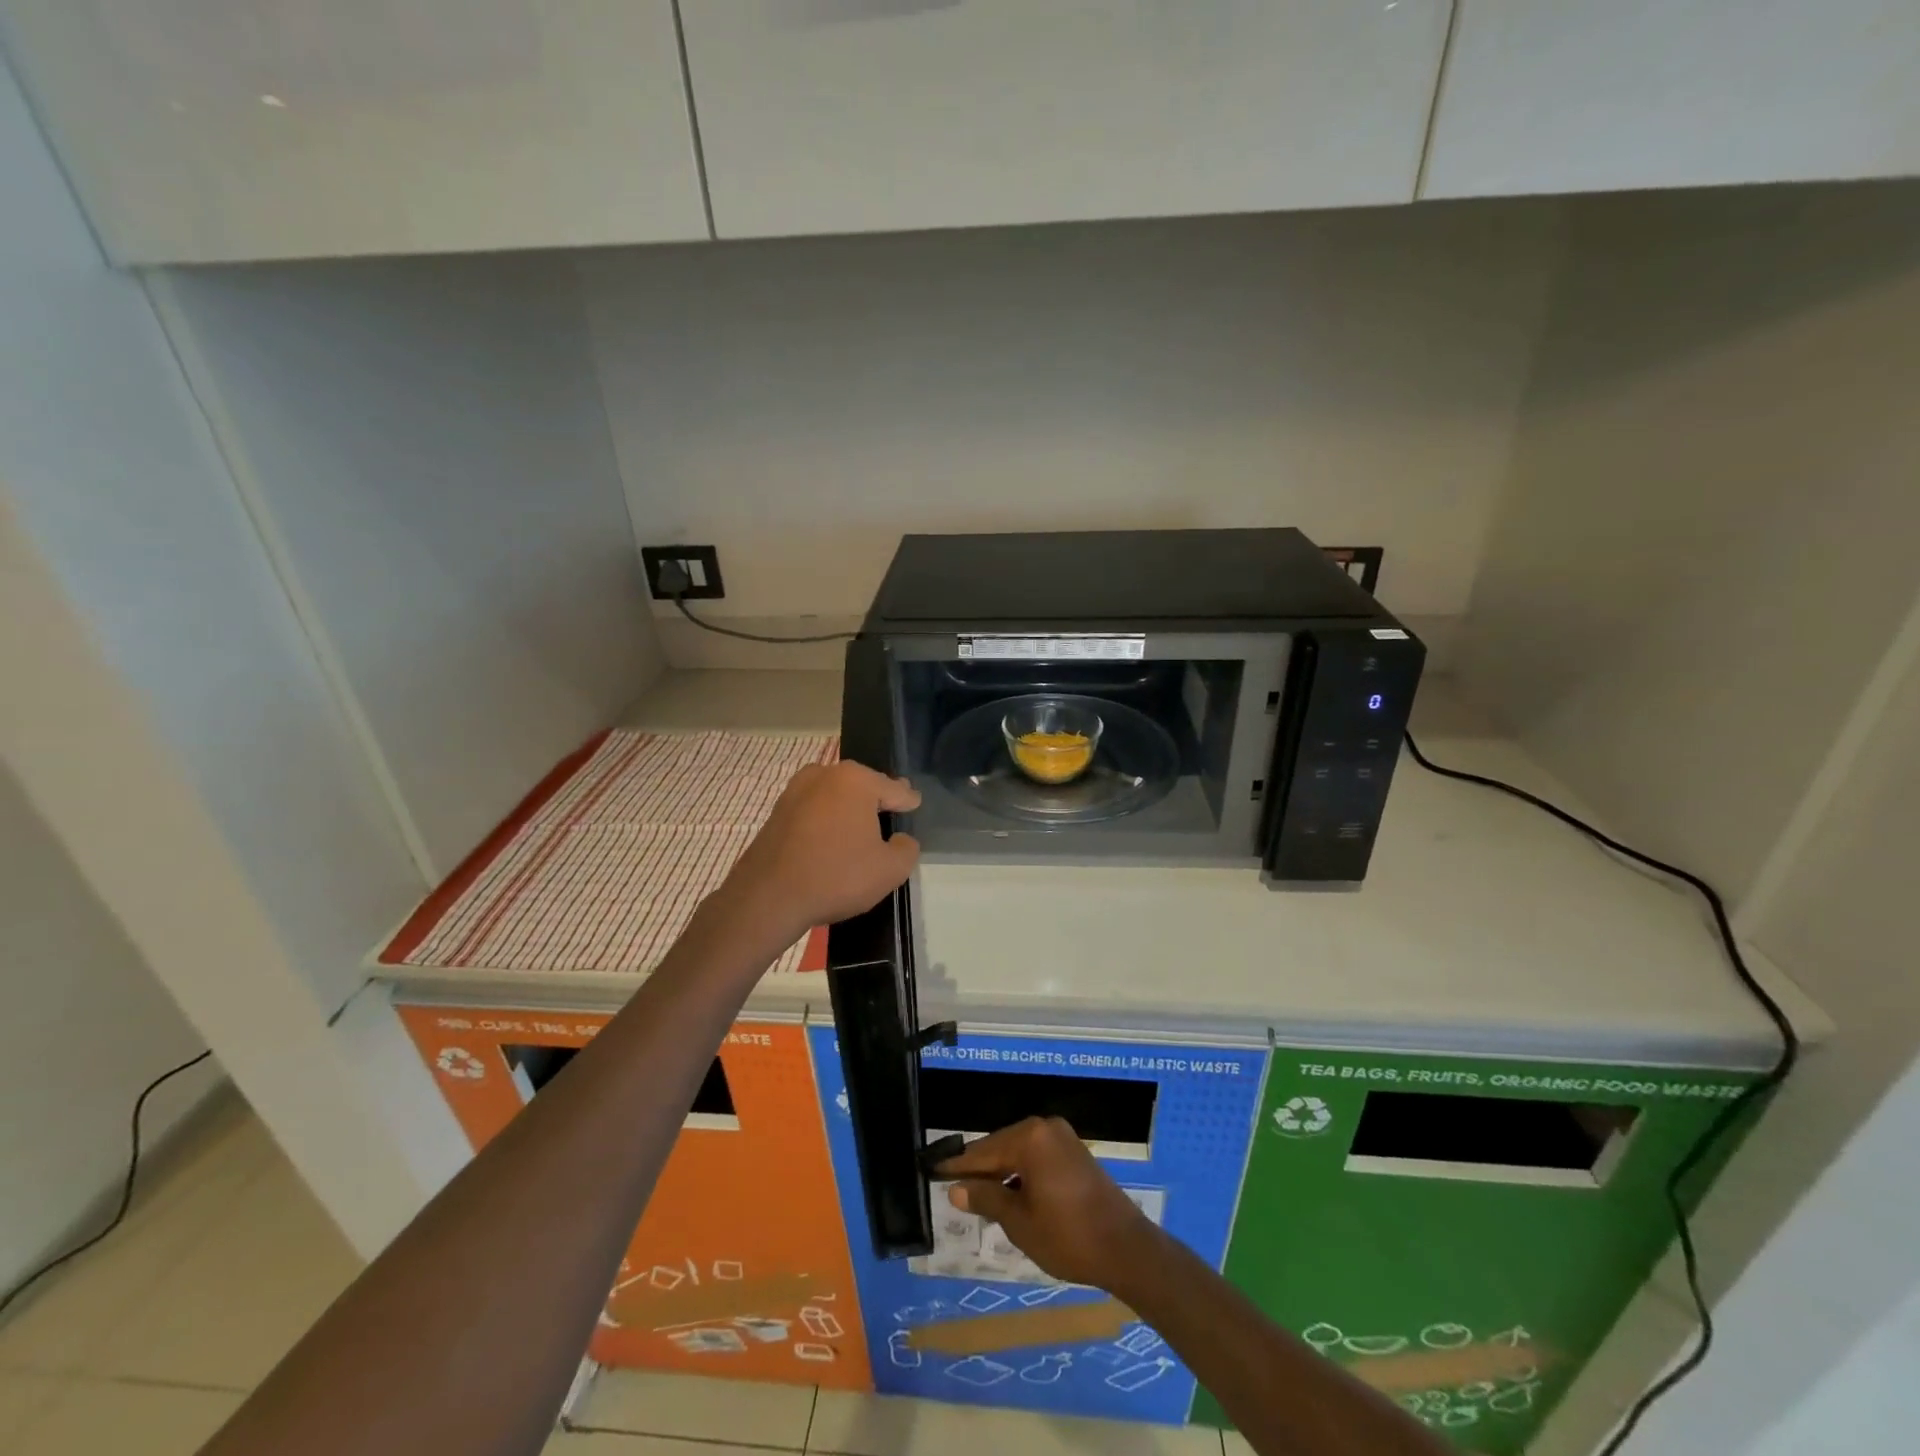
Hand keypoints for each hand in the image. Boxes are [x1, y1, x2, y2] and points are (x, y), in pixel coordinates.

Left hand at [720, 761, 920, 943]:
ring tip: (861, 831)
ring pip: (835, 795)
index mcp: (856, 780)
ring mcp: (796, 790)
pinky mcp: (778, 810)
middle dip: (877, 801)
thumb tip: (900, 839)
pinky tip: (831, 841)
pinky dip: (826, 820)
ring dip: (848, 810)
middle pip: (863, 786)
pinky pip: (814, 810)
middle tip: (890, 818)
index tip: (915, 805)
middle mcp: (825, 774)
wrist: (767, 898)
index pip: (894, 789)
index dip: (908, 801)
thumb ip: (907, 848)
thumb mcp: (890, 870)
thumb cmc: (836, 876)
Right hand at [937, 1117, 1162, 1292]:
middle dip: (979, 1169)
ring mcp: (1062, 1137)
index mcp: (1030, 1138)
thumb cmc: (1068, 1237)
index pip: (983, 1150)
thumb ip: (987, 1198)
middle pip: (1001, 1146)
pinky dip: (1021, 1173)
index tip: (931, 1168)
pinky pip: (1037, 1156)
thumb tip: (956, 1188)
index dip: (957, 1165)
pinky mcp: (1074, 1152)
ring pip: (1019, 1152)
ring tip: (978, 1197)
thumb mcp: (1019, 1222)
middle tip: (953, 1188)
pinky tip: (1011, 1195)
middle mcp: (1045, 1127)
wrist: (1126, 1249)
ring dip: (1001, 1173)